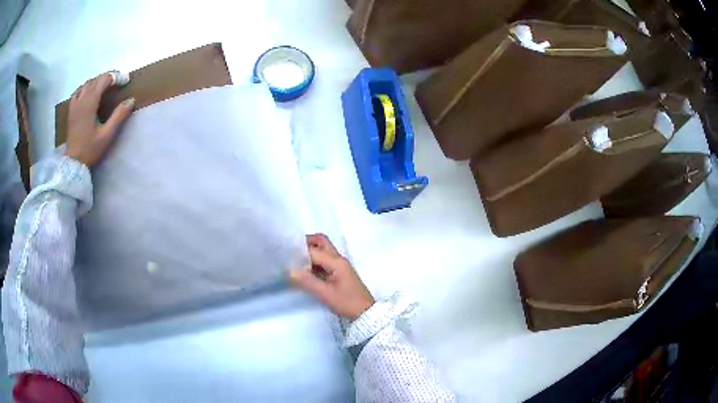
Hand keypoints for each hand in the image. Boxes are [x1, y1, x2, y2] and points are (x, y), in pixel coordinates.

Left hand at [64, 72, 133, 166]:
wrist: (73, 163)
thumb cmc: (90, 149)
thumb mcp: (107, 135)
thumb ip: (119, 116)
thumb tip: (131, 100)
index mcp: (90, 103)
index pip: (104, 80)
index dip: (116, 77)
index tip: (125, 80)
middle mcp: (81, 99)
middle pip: (96, 80)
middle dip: (108, 77)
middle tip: (119, 80)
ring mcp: (74, 104)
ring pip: (87, 83)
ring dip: (98, 81)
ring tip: (106, 85)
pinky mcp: (71, 110)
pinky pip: (78, 91)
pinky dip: (86, 87)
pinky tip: (90, 91)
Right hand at [290, 234, 374, 319]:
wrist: (365, 313)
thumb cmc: (346, 302)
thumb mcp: (325, 294)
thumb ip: (307, 282)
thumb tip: (290, 270)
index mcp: (336, 262)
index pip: (313, 250)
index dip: (298, 251)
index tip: (283, 253)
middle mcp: (338, 259)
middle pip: (321, 242)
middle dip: (306, 243)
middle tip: (290, 251)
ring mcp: (339, 265)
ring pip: (323, 250)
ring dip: (310, 251)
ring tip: (293, 260)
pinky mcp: (339, 272)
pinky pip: (325, 260)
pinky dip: (314, 261)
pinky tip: (304, 270)